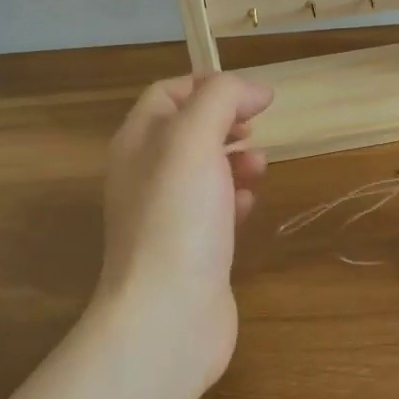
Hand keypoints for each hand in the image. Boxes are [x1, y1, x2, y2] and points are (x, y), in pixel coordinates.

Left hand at [99, 73, 272, 383]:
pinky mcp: (191, 248)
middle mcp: (146, 175)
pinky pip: (214, 209)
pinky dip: (235, 197)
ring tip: (260, 165)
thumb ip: (221, 100)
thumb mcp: (194, 140)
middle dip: (226, 122)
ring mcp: (168, 215)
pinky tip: (251, 202)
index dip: (210, 85)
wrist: (168, 313)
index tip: (255, 97)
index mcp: (138, 143)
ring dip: (235, 159)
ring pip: (204, 170)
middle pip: (188, 132)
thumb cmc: (178, 217)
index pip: (167, 94)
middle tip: (258, 128)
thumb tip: (254, 90)